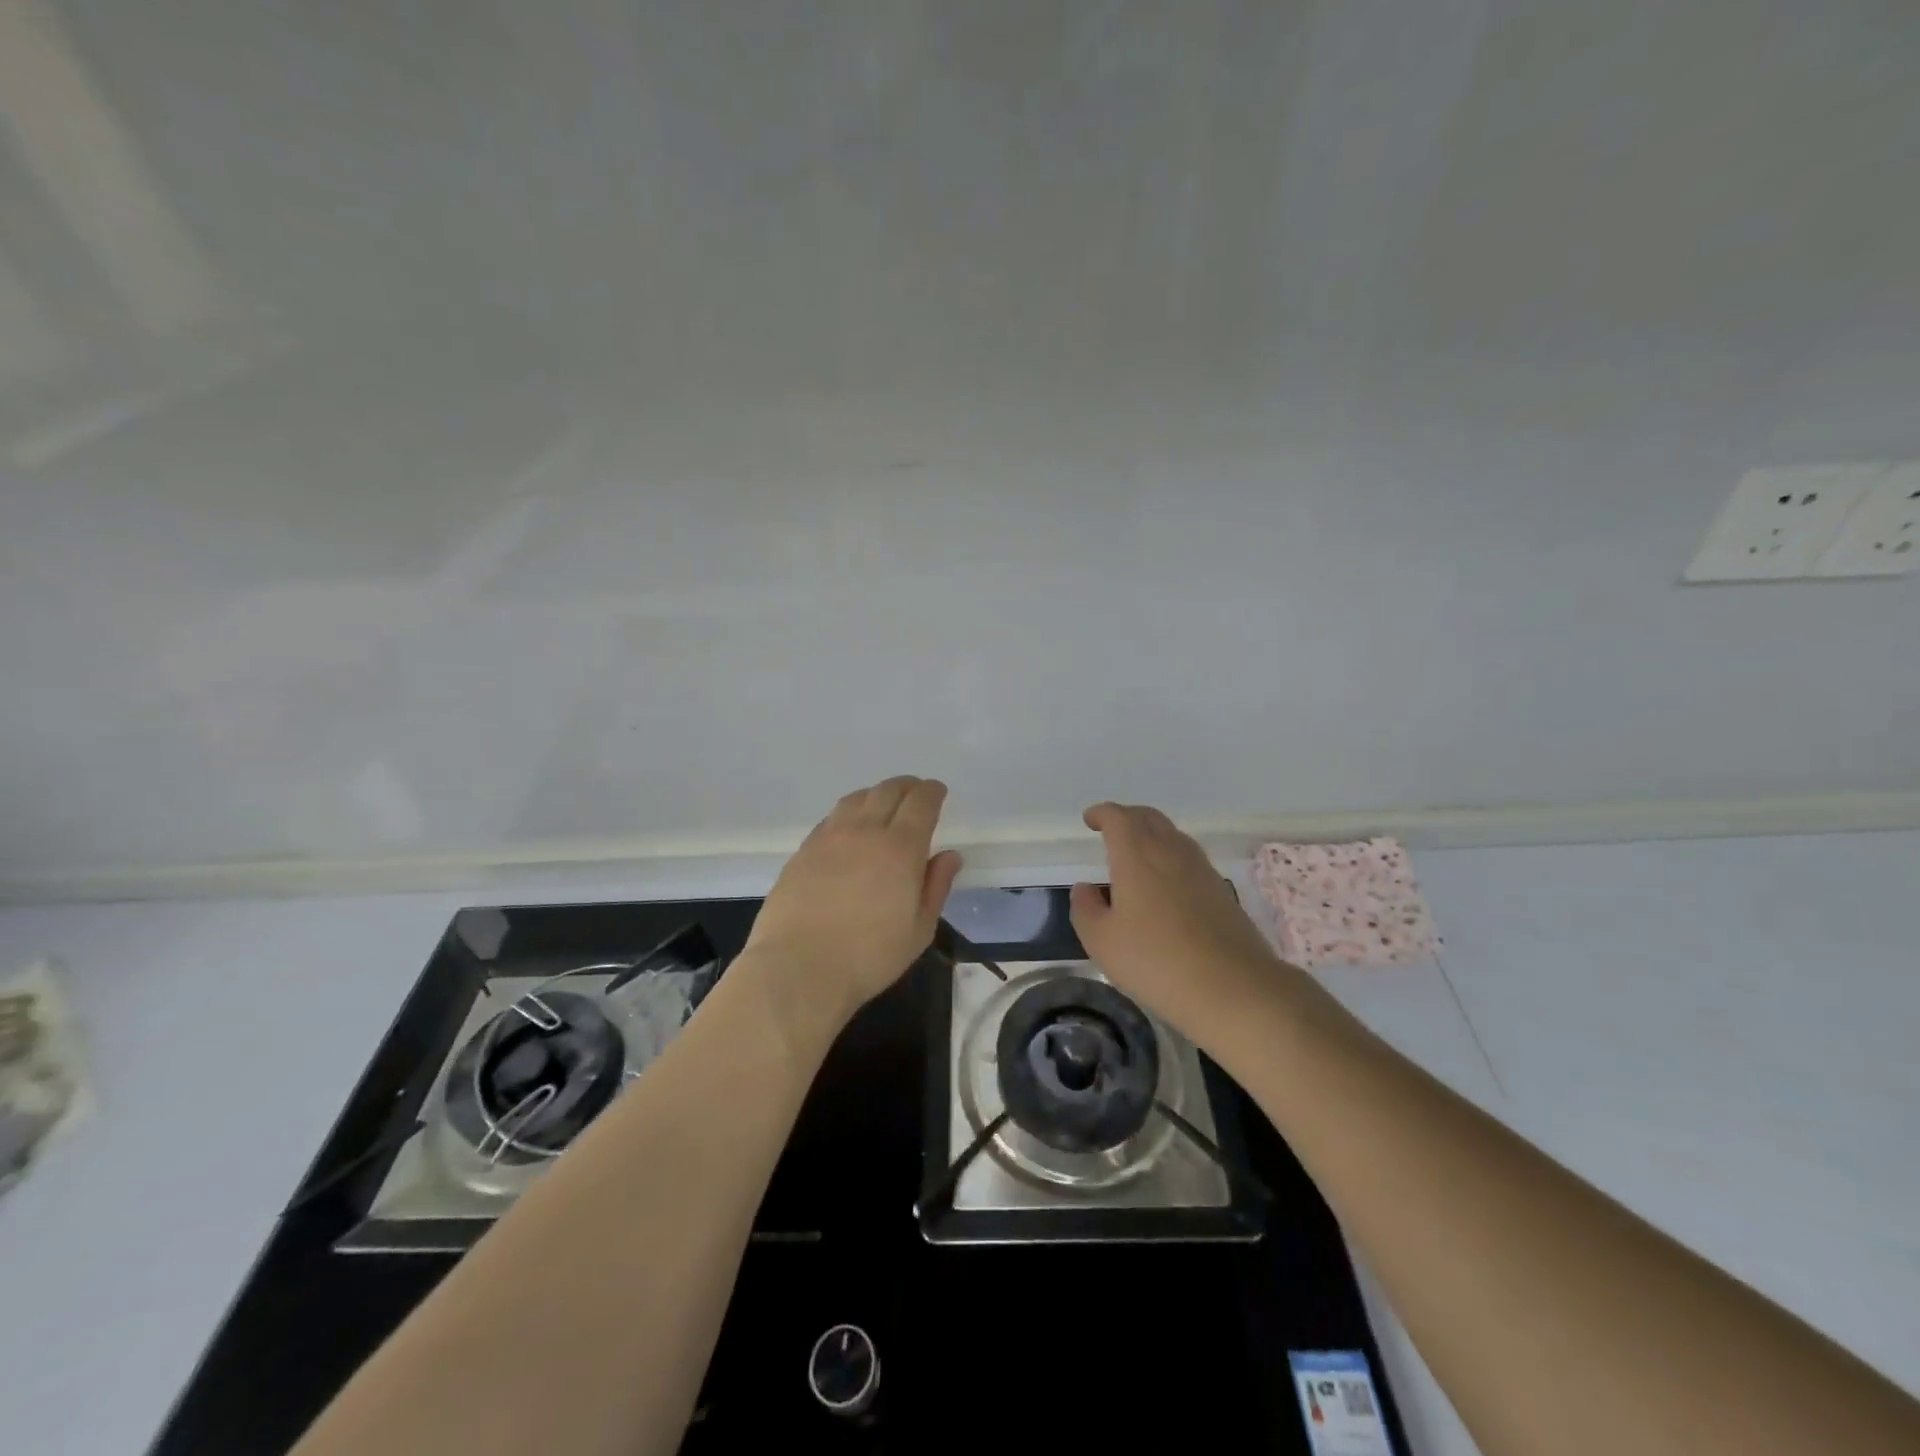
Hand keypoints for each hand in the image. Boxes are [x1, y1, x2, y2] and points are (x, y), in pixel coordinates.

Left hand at [744, 776, 962, 1026]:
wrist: (798, 968)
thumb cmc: (869, 956)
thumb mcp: (919, 930)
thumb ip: (936, 886)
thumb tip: (949, 855)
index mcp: (900, 848)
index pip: (921, 803)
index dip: (932, 792)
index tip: (937, 791)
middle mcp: (865, 831)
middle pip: (888, 791)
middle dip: (907, 786)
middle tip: (915, 792)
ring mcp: (829, 837)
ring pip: (856, 798)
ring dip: (876, 794)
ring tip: (883, 804)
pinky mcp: (803, 850)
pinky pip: (831, 817)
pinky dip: (849, 812)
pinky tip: (849, 828)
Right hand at [1069, 803, 1284, 1045]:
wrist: (1233, 987)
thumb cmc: (1156, 960)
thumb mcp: (1102, 941)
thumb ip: (1086, 908)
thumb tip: (1086, 888)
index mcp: (1137, 855)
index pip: (1118, 818)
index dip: (1101, 813)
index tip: (1090, 820)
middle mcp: (1170, 851)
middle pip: (1148, 817)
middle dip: (1127, 817)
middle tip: (1111, 830)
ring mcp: (1201, 868)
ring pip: (1172, 836)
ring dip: (1151, 836)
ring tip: (1136, 857)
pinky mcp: (1221, 890)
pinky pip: (1189, 859)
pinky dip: (1171, 859)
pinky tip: (1165, 886)